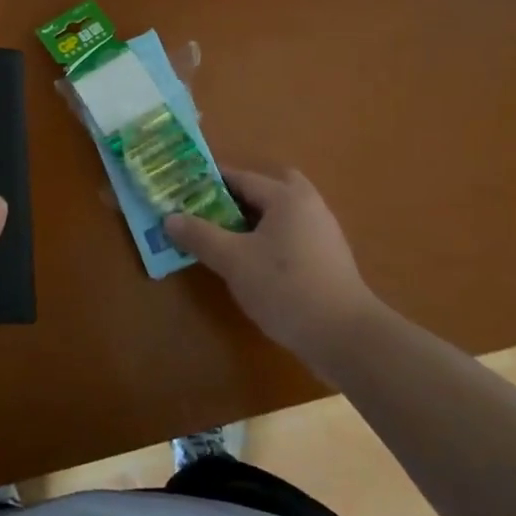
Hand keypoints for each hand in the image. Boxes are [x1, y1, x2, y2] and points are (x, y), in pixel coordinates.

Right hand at [165, 167, 383, 377]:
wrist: (346, 337)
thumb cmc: (285, 287)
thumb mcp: (233, 261)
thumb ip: (200, 236)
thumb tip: (170, 218)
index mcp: (286, 197)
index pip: (241, 178)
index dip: (209, 183)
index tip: (183, 191)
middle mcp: (308, 206)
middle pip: (268, 189)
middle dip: (239, 196)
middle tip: (211, 211)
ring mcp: (323, 233)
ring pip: (281, 214)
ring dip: (254, 220)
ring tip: (225, 238)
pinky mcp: (328, 260)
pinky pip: (291, 235)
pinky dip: (269, 239)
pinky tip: (253, 263)